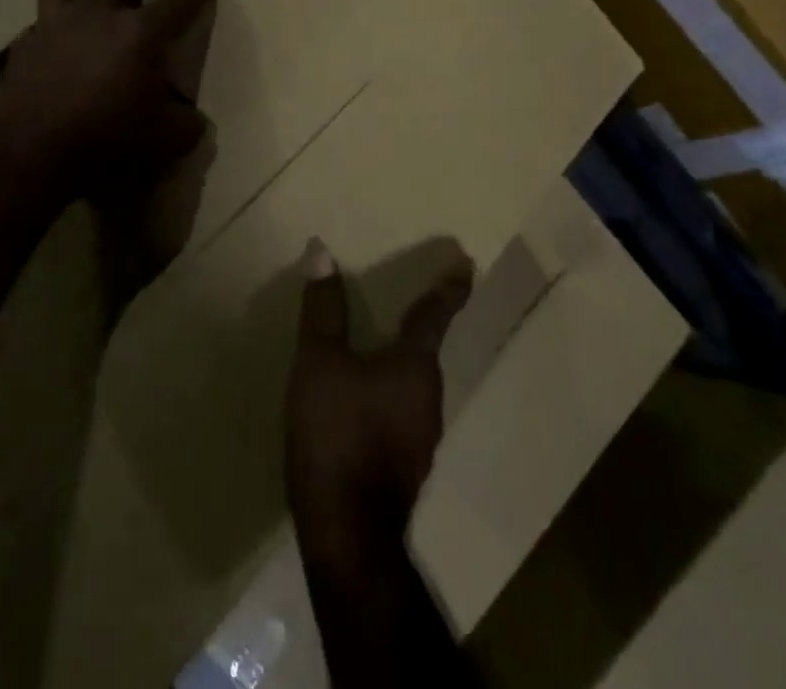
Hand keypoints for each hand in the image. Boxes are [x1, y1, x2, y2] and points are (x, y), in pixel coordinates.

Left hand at [0, 0, 213, 202]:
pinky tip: (59, 51)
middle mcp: (98, 13)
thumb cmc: (107, 140)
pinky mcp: (23, 43)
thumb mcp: (167, 140)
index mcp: (140, 31)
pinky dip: (54, 30)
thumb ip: (187, 122)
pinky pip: (41, 23)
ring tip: (91, 3)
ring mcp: (55, 23)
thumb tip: (191, 117)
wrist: (30, 153)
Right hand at [284, 239, 473, 557]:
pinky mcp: (403, 465)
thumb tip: (322, 250)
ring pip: (412, 384)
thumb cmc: (338, 434)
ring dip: (402, 360)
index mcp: (414, 365)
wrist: (348, 536)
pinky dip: (386, 391)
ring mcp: (419, 436)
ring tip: (382, 343)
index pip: (434, 314)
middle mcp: (427, 397)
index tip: (467, 262)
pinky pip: (398, 411)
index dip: (449, 286)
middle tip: (417, 297)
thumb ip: (323, 309)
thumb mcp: (319, 362)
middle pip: (427, 350)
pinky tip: (363, 398)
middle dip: (423, 323)